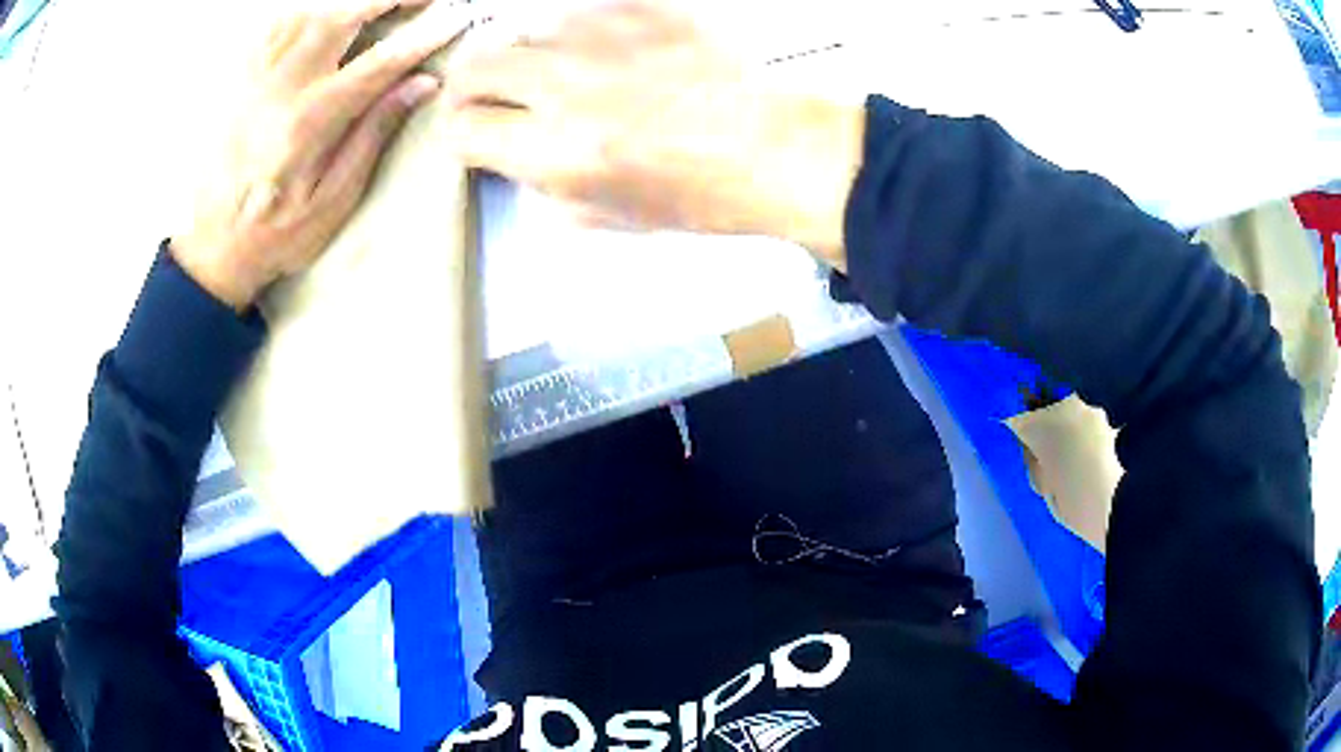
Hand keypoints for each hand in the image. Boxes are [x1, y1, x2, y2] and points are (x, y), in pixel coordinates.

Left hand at [171, 0, 472, 310]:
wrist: (215, 248)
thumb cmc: (278, 233)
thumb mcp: (334, 198)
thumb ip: (373, 134)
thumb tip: (419, 84)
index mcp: (309, 121)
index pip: (379, 63)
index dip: (423, 37)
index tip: (456, 18)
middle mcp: (280, 89)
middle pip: (340, 18)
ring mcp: (255, 81)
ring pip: (305, 14)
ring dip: (346, 3)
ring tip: (376, 4)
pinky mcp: (240, 84)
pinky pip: (272, 28)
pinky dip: (303, 12)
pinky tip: (322, 15)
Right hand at [442, 1, 863, 268]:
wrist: (770, 149)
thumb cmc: (696, 194)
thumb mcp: (603, 215)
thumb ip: (540, 181)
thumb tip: (512, 155)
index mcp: (553, 149)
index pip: (461, 128)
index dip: (459, 135)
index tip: (473, 136)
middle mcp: (564, 84)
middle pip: (474, 67)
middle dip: (470, 88)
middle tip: (492, 99)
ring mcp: (602, 38)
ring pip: (525, 32)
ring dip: (529, 57)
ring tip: (562, 76)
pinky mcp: (639, 11)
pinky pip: (581, 13)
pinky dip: (579, 34)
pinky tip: (605, 54)